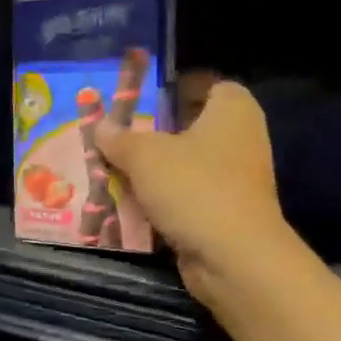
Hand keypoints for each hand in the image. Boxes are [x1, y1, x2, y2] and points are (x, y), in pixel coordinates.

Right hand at [95, 80, 289, 311]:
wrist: (233, 257)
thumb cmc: (193, 188)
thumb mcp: (144, 156)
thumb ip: (119, 138)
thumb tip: (101, 127)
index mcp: (232, 109)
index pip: (204, 83)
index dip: (172, 86)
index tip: (138, 96)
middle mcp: (240, 137)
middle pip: (189, 125)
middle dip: (152, 132)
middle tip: (114, 134)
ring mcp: (235, 178)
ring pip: (184, 164)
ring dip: (152, 169)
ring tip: (111, 168)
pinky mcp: (224, 211)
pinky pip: (185, 195)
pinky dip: (161, 198)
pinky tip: (128, 202)